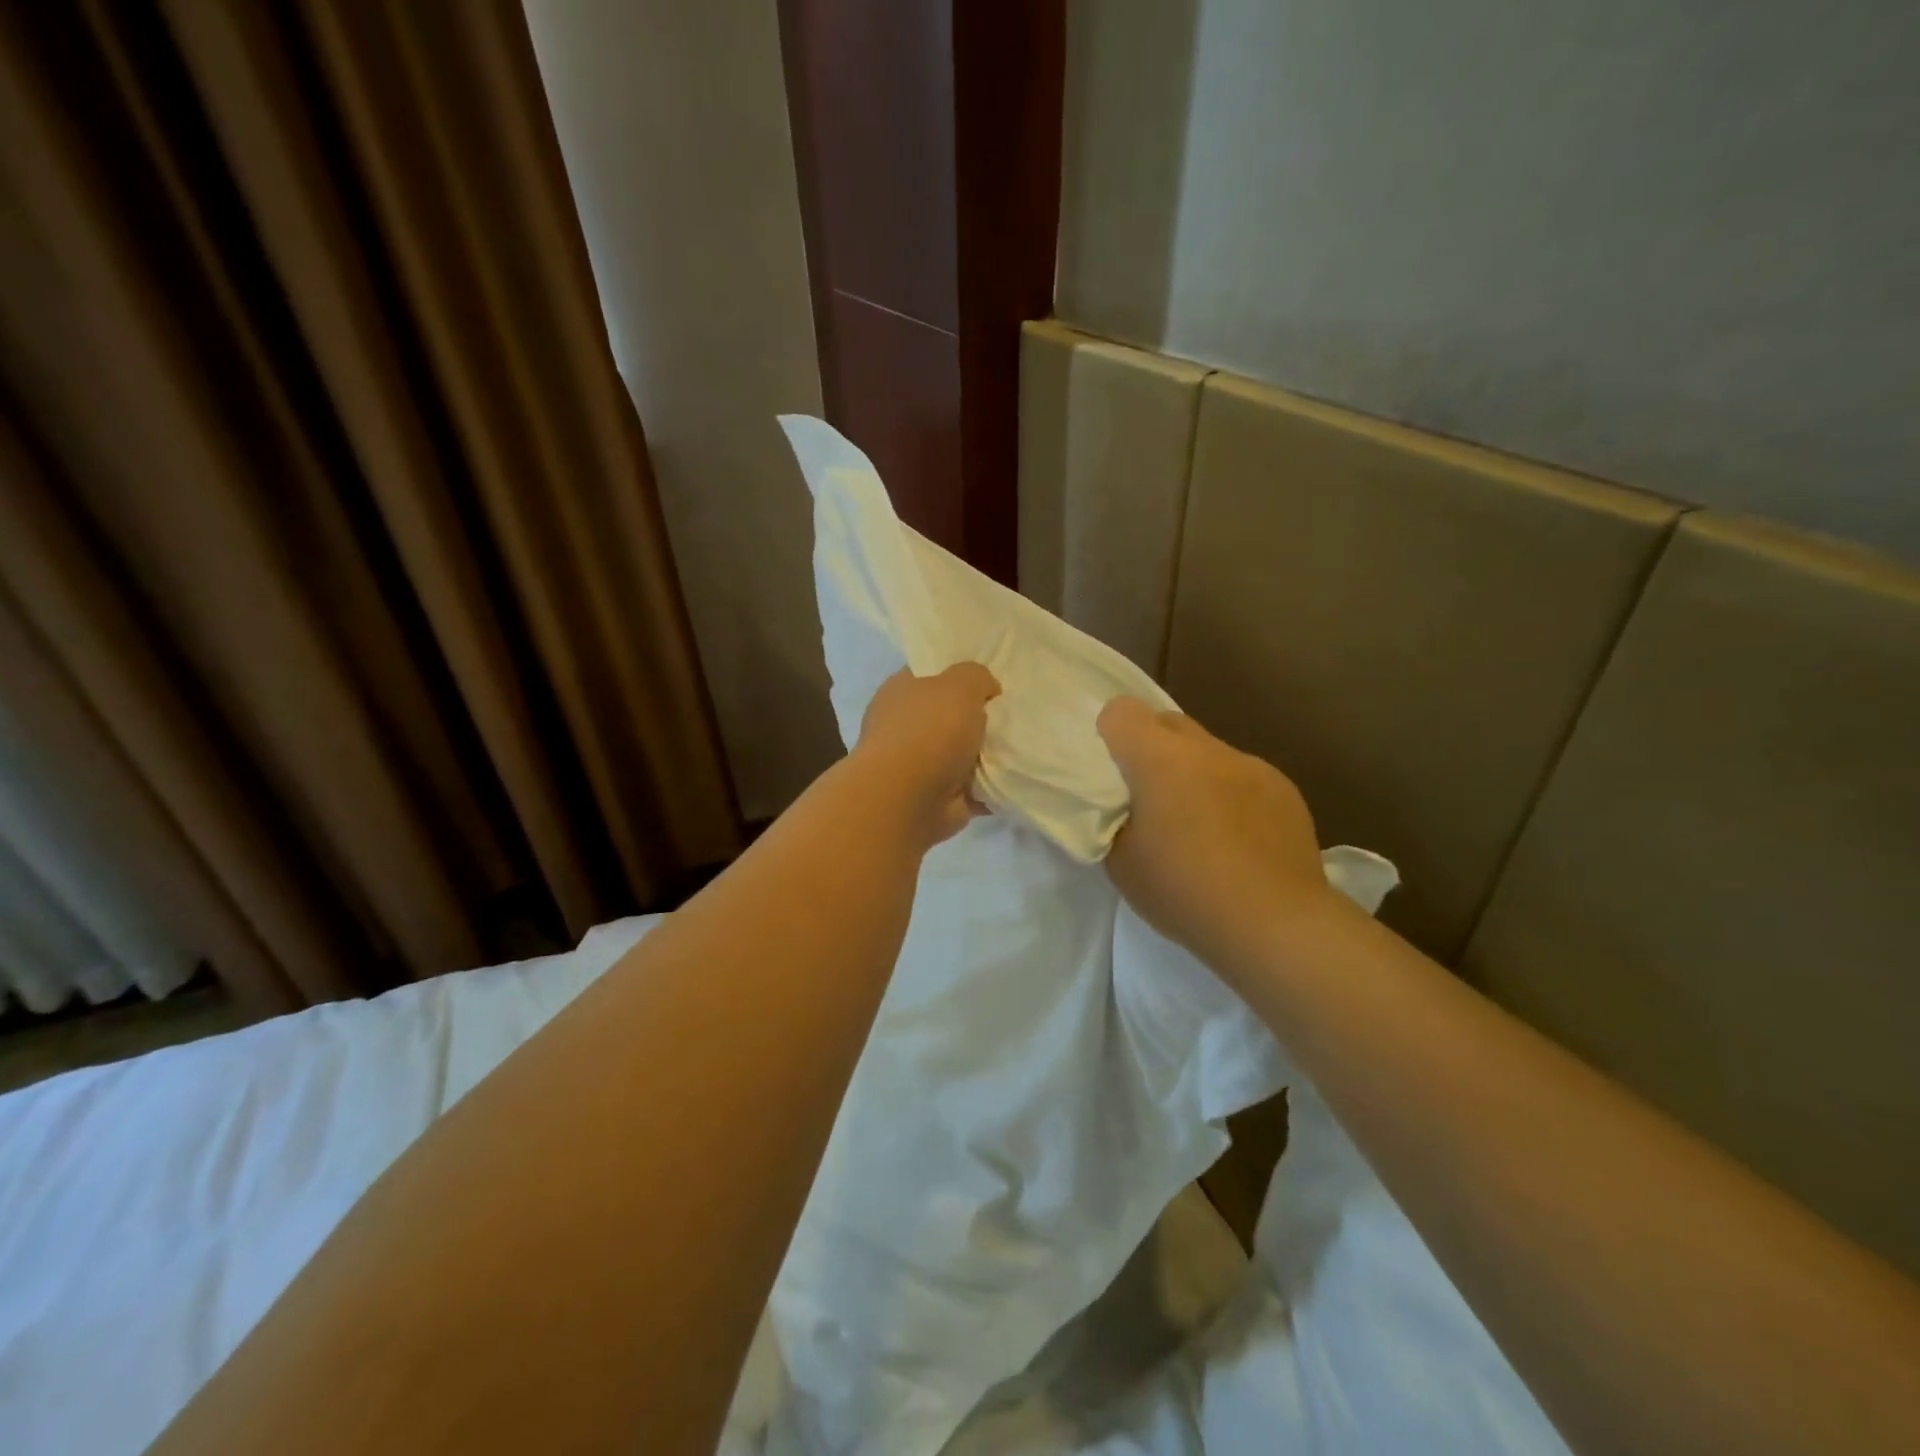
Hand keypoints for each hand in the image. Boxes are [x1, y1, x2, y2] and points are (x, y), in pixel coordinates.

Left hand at [854, 663, 1000, 846]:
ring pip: (960, 753)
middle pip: (948, 715)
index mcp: (900, 691)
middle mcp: (903, 726)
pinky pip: (969, 787)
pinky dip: (988, 787)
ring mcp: (915, 765)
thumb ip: (977, 677)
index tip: (990, 683)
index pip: (930, 674)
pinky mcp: (933, 798)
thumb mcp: (961, 684)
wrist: (908, 799)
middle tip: (1010, 716)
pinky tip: (1012, 778)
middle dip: (977, 718)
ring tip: (1017, 747)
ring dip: (984, 755)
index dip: (958, 675)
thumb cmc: (930, 731)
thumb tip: (986, 691)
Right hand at [1098, 697, 1335, 974]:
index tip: (1111, 770)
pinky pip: (1241, 776)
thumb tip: (1125, 803)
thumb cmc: (1185, 892)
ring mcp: (1251, 765)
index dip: (1110, 733)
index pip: (1122, 711)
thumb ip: (1114, 817)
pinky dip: (1228, 794)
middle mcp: (1207, 750)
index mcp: (1160, 760)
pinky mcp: (1283, 789)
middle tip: (1149, 796)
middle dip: (1151, 748)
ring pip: (1207, 750)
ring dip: (1193, 772)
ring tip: (1198, 825)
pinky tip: (1237, 840)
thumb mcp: (1121, 862)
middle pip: (1167, 722)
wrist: (1275, 924)